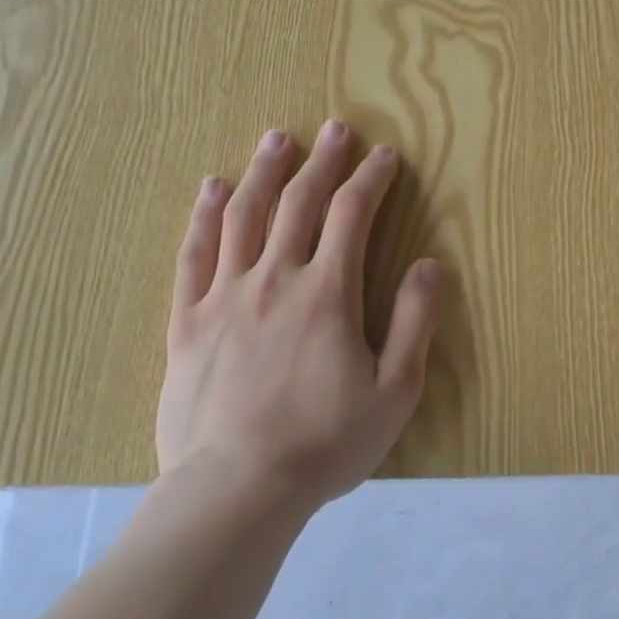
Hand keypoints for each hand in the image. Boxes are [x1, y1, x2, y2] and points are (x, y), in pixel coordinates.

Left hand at [154, 121, 443, 513]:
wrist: (235, 489)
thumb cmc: (324, 444)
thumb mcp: (395, 392)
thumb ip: (414, 323)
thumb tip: (431, 265)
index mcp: (327, 294)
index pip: (352, 215)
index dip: (371, 179)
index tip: (385, 156)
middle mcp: (275, 279)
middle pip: (299, 203)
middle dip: (322, 161)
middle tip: (334, 129)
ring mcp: (225, 296)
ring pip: (244, 215)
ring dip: (264, 172)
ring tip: (277, 139)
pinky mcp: (187, 320)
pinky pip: (194, 254)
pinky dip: (204, 215)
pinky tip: (211, 188)